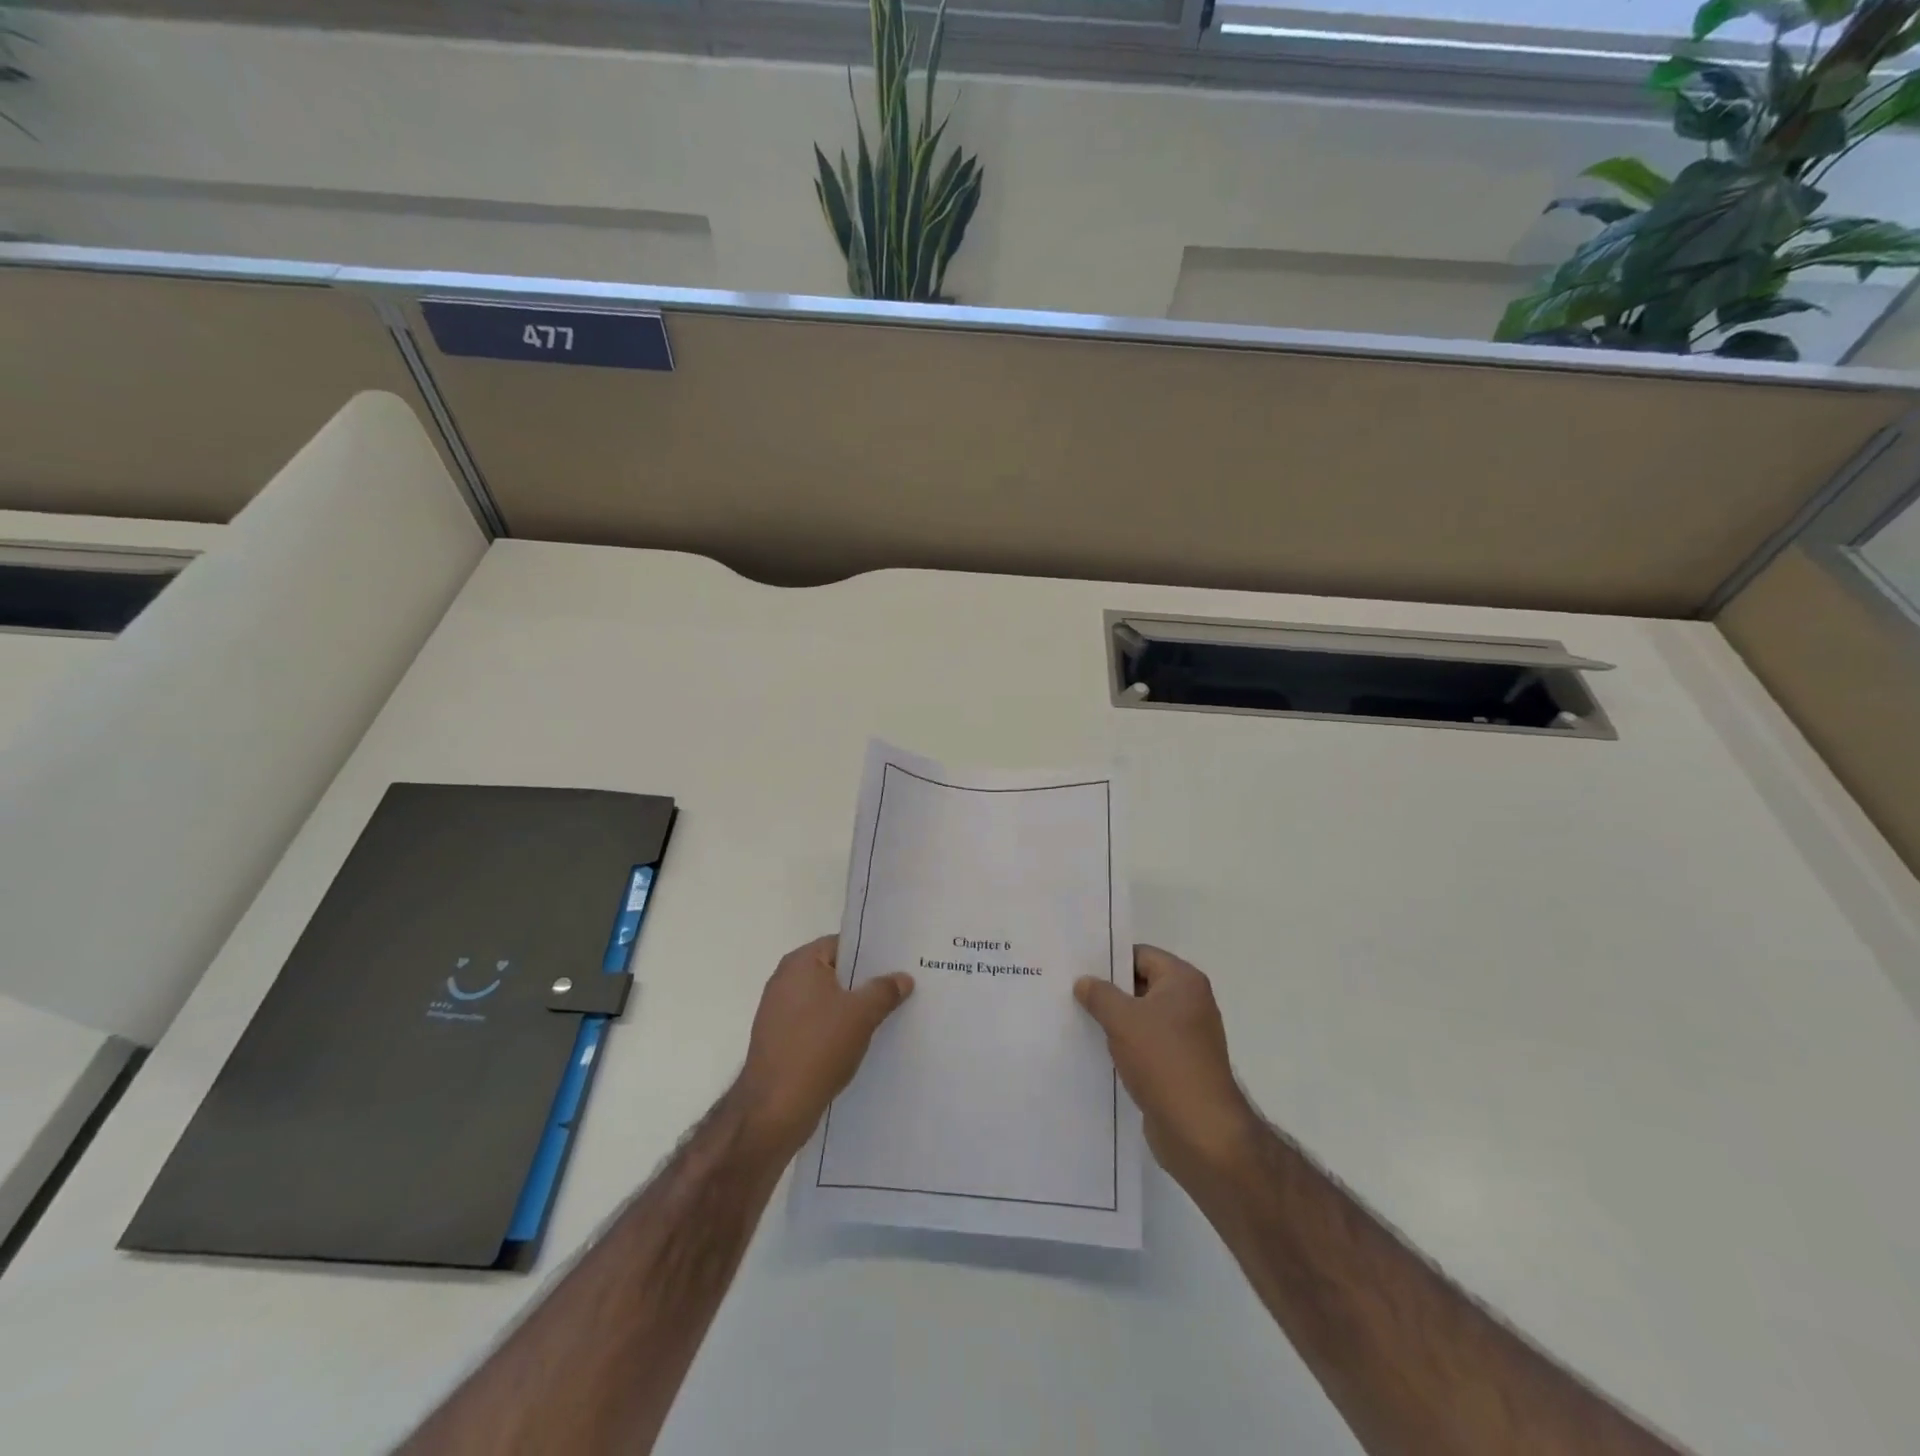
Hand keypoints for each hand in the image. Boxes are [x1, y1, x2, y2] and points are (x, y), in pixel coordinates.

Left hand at [733, 935, 913, 1160]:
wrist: (775, 1108)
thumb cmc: (818, 1048)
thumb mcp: (862, 1014)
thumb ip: (885, 990)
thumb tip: (902, 977)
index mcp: (800, 963)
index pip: (842, 944)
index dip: (871, 953)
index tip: (898, 963)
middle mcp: (785, 981)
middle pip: (834, 972)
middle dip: (864, 982)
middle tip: (900, 989)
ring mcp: (779, 1012)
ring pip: (826, 1001)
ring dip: (851, 1009)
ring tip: (887, 1016)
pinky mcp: (779, 1040)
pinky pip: (815, 1024)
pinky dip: (836, 1029)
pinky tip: (860, 1042)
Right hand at [1075, 945, 1256, 1188]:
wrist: (1200, 1131)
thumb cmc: (1164, 1061)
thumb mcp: (1123, 1020)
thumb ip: (1100, 994)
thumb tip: (1084, 981)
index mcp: (1183, 981)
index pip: (1140, 955)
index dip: (1108, 959)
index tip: (1077, 966)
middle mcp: (1190, 1003)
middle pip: (1140, 985)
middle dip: (1108, 990)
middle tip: (1069, 991)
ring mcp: (1186, 1037)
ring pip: (1141, 1017)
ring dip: (1114, 1020)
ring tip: (1076, 1019)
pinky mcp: (1179, 1066)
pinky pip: (1145, 1044)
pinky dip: (1124, 1045)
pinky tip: (1096, 1050)